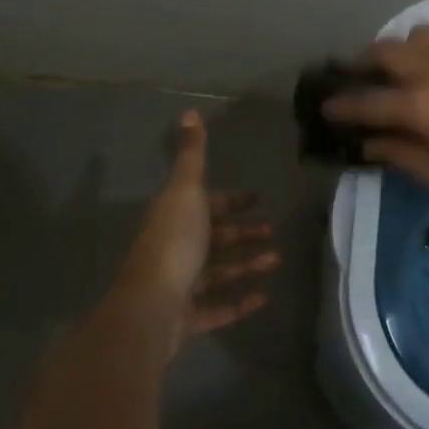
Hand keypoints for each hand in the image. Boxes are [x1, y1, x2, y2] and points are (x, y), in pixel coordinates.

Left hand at [117, 111, 278, 354]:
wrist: (151, 307)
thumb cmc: (173, 242)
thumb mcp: (186, 190)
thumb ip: (192, 153)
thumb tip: (189, 111)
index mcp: (175, 216)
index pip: (206, 203)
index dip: (230, 200)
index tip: (255, 198)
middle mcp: (176, 247)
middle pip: (214, 237)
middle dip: (242, 232)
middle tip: (273, 230)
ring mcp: (181, 285)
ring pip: (218, 272)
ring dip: (247, 264)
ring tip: (277, 260)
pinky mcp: (188, 318)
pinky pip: (218, 308)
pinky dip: (240, 302)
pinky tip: (264, 297)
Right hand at [321, 24, 428, 198]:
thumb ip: (404, 157)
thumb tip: (370, 144)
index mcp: (419, 104)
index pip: (366, 101)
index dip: (341, 105)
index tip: (325, 107)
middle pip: (384, 51)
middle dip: (363, 63)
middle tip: (358, 77)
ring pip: (417, 34)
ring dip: (400, 49)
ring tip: (404, 68)